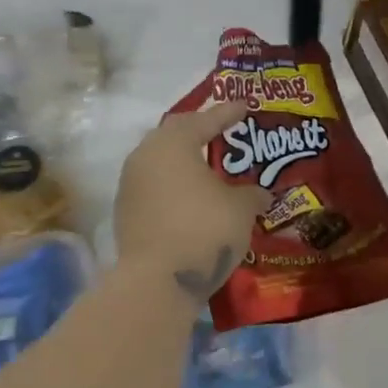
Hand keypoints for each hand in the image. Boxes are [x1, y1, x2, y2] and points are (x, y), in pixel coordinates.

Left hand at [115, 102, 271, 301]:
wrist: (158, 280)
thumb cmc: (205, 230)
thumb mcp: (241, 209)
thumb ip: (252, 194)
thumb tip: (261, 194)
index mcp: (173, 143)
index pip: (204, 119)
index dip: (228, 113)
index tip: (245, 107)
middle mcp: (145, 156)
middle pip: (174, 134)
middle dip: (198, 131)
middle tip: (220, 131)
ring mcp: (130, 185)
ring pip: (160, 162)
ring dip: (182, 161)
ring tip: (206, 167)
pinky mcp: (126, 212)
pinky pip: (154, 187)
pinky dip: (173, 186)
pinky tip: (190, 198)